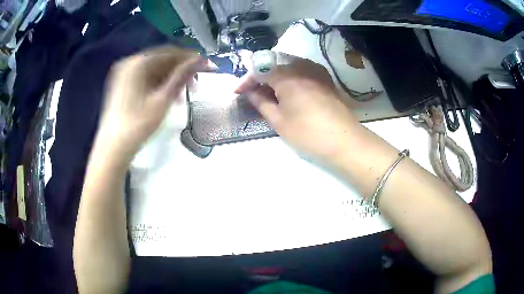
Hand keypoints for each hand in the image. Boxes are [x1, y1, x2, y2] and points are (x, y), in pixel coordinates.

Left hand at [95, 47, 207, 161]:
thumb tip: (199, 59)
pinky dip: (158, 85)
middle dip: (179, 71)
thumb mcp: (163, 99)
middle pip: (161, 60)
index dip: (189, 58)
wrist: (113, 147)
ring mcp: (124, 74)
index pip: (169, 52)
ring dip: (170, 79)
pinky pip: (144, 78)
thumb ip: (181, 76)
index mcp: (138, 63)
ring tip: (182, 95)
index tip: (205, 65)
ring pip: (153, 70)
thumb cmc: (138, 124)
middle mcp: (129, 63)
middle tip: (195, 83)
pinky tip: (167, 96)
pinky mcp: (122, 84)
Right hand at [236, 56, 360, 161]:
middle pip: (274, 64)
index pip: (260, 69)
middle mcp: (302, 66)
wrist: (345, 141)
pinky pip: (302, 71)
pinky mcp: (325, 78)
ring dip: (275, 77)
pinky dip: (290, 78)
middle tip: (253, 93)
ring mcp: (316, 70)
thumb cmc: (308, 133)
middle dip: (260, 77)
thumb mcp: (279, 120)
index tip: (238, 93)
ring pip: (288, 66)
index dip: (246, 80)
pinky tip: (288, 92)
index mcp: (287, 75)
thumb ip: (261, 102)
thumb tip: (250, 92)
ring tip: (269, 94)